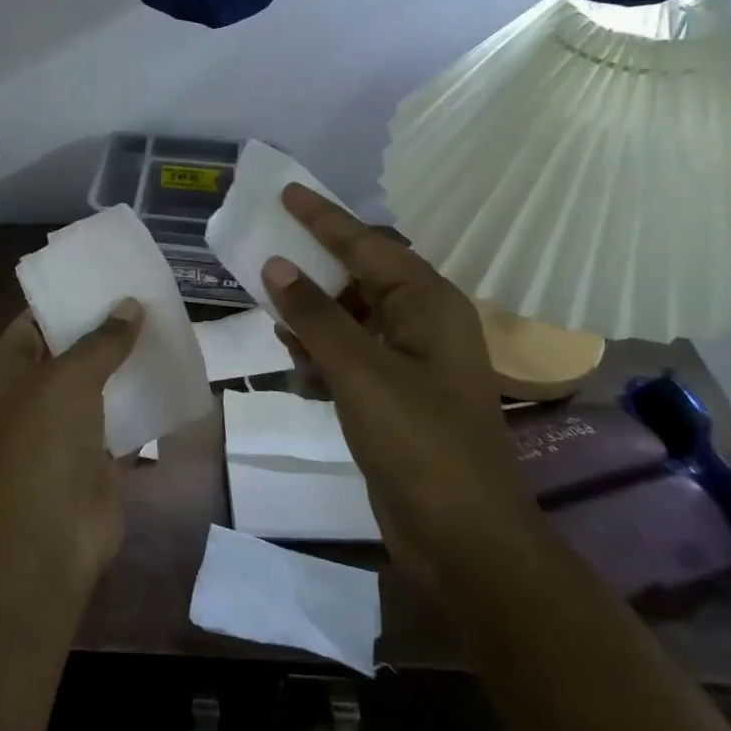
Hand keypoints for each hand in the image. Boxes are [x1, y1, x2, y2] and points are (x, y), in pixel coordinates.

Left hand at [0, 299, 143, 594]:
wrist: (49, 536)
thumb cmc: (44, 443)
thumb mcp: (68, 378)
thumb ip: (101, 341)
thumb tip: (130, 305)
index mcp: (12, 370)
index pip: (33, 321)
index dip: (62, 298)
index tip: (100, 276)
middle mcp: (36, 394)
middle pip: (70, 351)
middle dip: (103, 328)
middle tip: (143, 296)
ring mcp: (67, 428)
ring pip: (100, 385)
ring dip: (127, 364)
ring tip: (164, 327)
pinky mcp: (98, 457)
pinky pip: (124, 421)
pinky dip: (144, 403)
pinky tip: (173, 377)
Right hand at [261, 184, 532, 589]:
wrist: (464, 539)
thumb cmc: (419, 442)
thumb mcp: (360, 371)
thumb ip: (315, 315)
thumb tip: (276, 267)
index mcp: (429, 303)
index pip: (367, 244)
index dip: (323, 217)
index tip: (286, 191)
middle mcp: (424, 323)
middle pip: (359, 277)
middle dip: (313, 269)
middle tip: (266, 252)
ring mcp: (411, 362)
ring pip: (350, 318)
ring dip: (313, 318)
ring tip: (274, 318)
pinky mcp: (396, 396)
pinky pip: (350, 355)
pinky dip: (322, 355)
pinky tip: (298, 369)